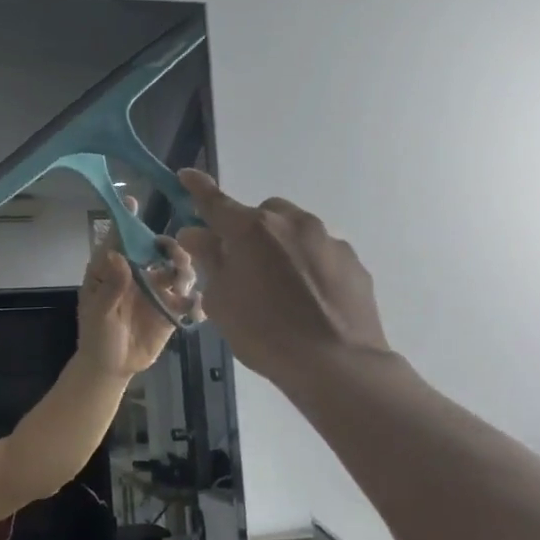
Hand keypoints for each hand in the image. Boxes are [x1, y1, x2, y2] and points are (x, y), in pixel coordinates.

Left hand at [76, 196, 198, 377]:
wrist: (112, 368)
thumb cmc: (96, 336)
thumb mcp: (98, 313)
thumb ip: (110, 287)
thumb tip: (117, 255)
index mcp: (113, 270)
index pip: (119, 239)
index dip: (126, 220)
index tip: (132, 201)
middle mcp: (137, 274)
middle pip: (156, 250)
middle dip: (168, 246)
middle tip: (174, 255)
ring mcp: (156, 291)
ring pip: (177, 270)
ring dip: (184, 269)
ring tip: (182, 281)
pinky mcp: (171, 310)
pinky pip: (188, 299)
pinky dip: (195, 299)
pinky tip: (194, 306)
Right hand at [174, 169, 389, 389]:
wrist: (336, 364)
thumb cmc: (263, 332)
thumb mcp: (220, 300)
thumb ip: (208, 259)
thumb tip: (197, 233)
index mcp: (250, 230)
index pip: (215, 201)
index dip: (198, 188)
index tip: (187, 175)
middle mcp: (291, 223)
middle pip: (262, 213)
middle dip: (249, 229)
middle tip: (242, 264)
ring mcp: (327, 239)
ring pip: (295, 230)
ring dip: (281, 246)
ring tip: (280, 287)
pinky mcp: (353, 261)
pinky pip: (321, 252)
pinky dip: (309, 264)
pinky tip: (308, 298)